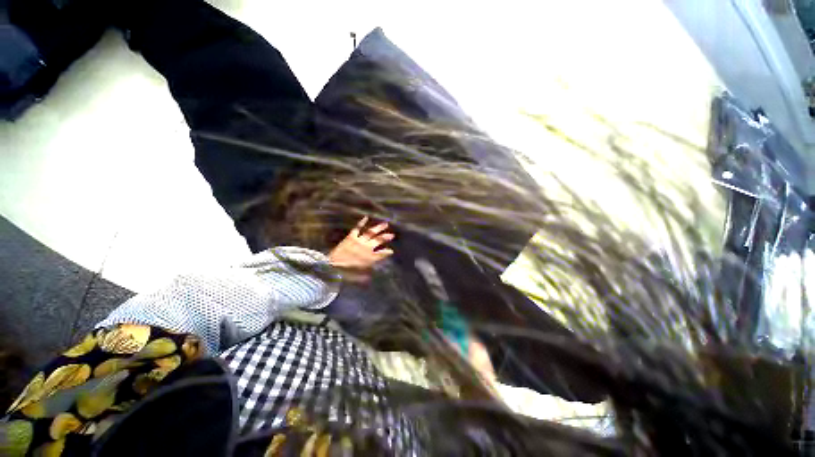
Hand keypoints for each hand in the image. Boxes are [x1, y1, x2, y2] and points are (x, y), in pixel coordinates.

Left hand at [329, 217, 394, 281]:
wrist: (333, 266)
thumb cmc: (346, 272)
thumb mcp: (359, 276)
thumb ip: (366, 276)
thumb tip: (370, 277)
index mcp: (370, 258)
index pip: (381, 254)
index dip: (387, 252)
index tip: (391, 251)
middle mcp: (367, 248)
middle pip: (378, 241)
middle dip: (386, 237)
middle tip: (392, 235)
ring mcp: (360, 241)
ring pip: (371, 233)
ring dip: (379, 228)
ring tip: (385, 224)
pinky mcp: (351, 237)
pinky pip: (357, 228)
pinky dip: (361, 223)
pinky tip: (366, 217)